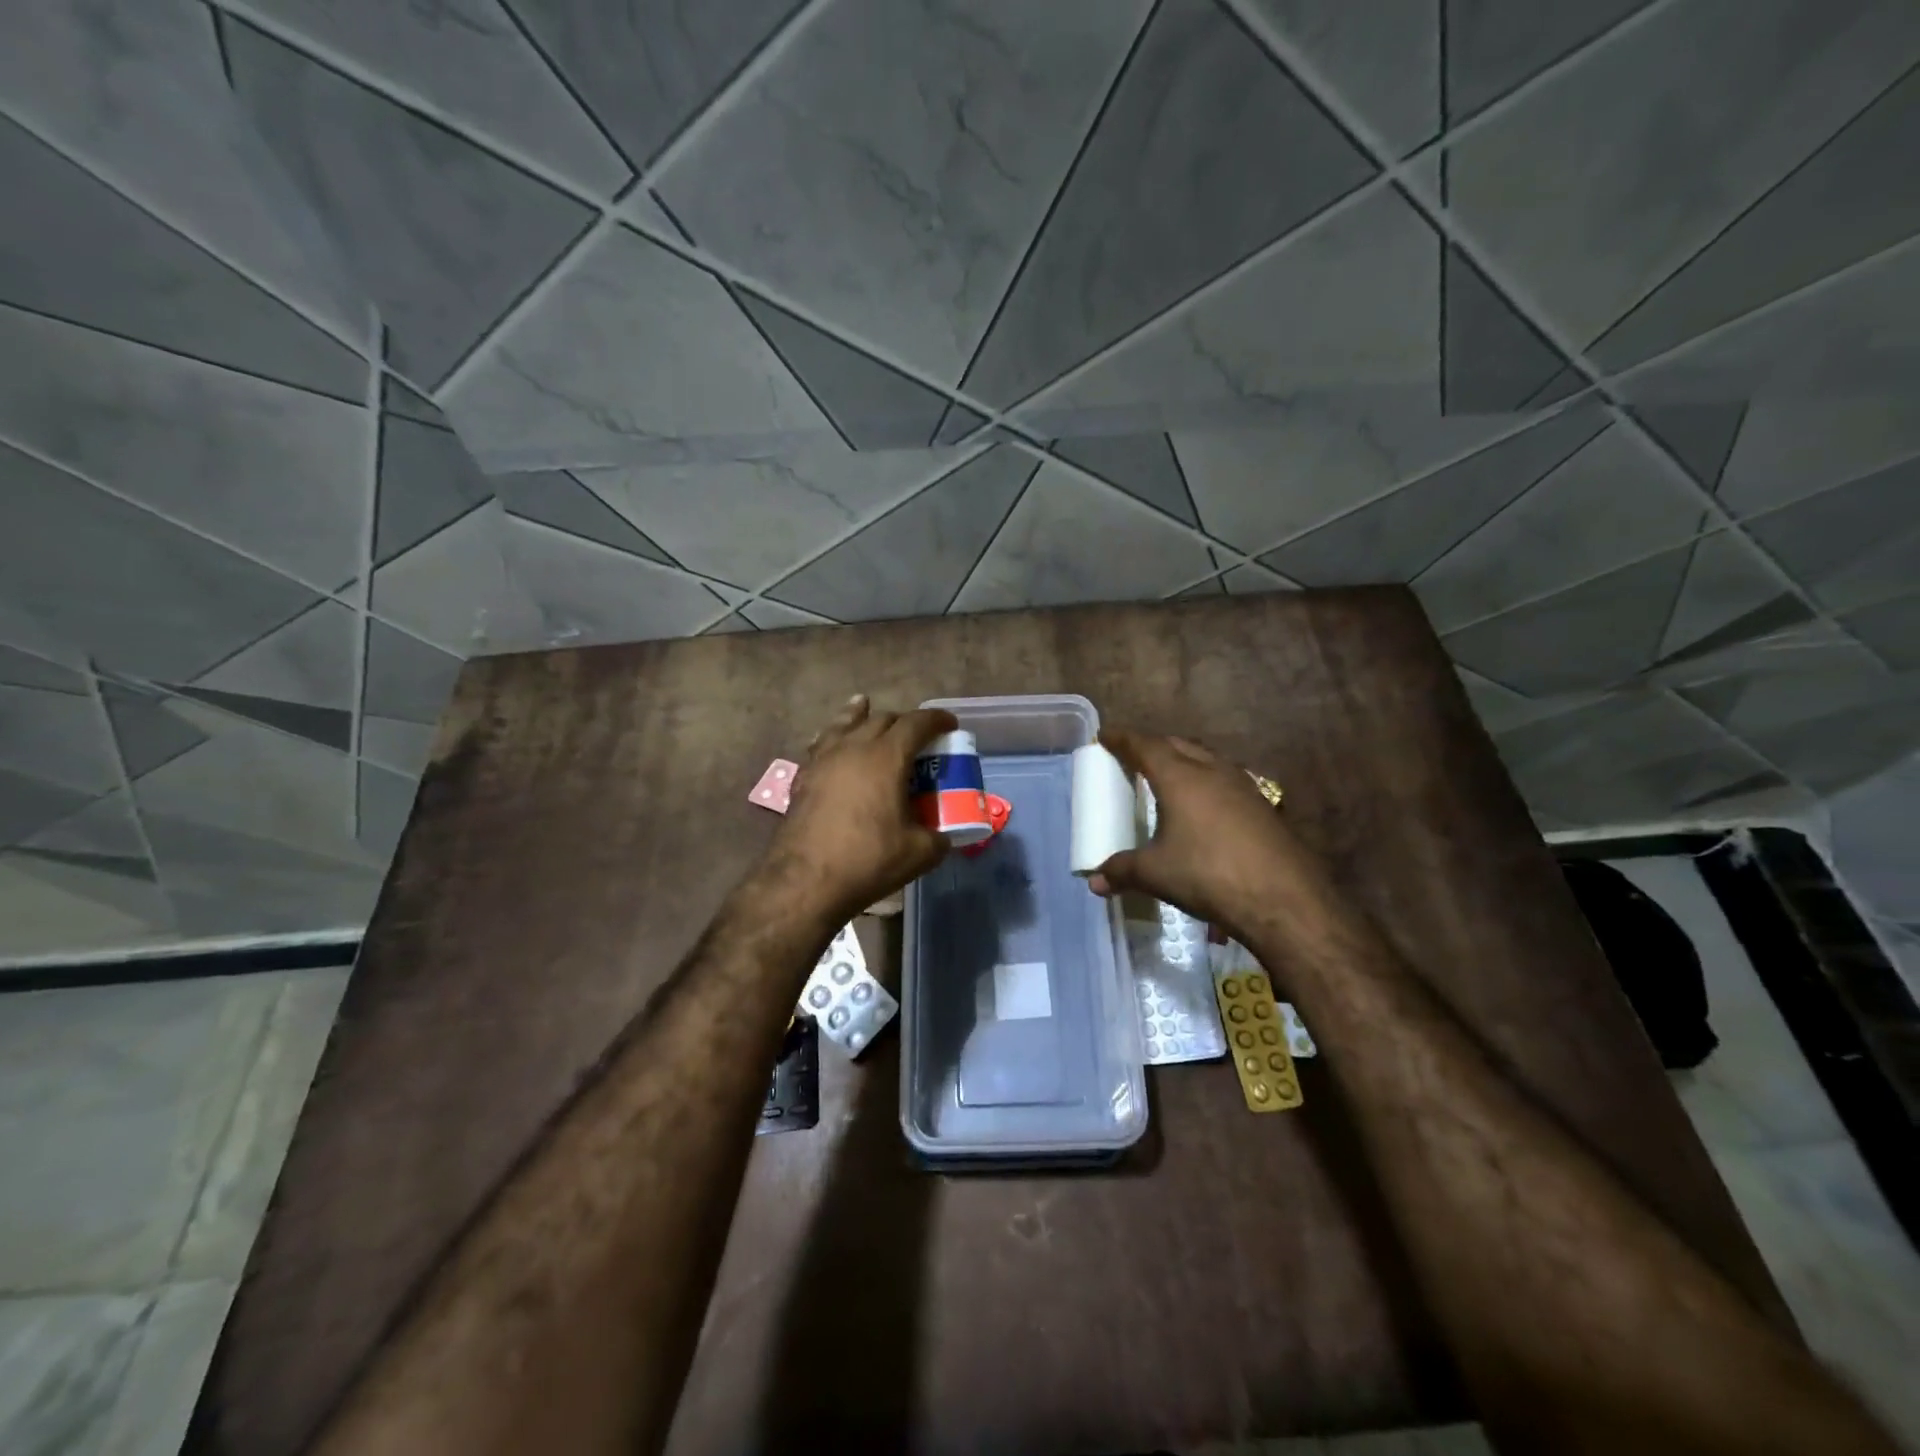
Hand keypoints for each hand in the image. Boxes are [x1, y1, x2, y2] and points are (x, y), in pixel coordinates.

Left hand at [762, 696, 957, 922]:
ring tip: (865, 708)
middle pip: (881, 719)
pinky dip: (835, 738)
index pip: (916, 723)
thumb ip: (938, 837)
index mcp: (886, 757)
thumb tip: (944, 836)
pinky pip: (822, 744)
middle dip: (903, 721)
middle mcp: (853, 747)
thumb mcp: (919, 853)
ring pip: (844, 723)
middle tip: (917, 736)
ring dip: (861, 716)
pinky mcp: (802, 777)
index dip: (936, 720)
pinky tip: (834, 748)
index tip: (950, 723)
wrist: (804, 882)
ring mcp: (823, 760)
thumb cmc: (867, 861)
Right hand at [1089, 728, 1303, 938]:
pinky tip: (1205, 805)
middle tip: (1135, 756)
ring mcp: (1243, 786)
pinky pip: (1226, 780)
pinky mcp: (1264, 806)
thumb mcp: (1157, 873)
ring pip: (1207, 759)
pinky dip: (1207, 781)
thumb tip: (1095, 881)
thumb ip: (1122, 871)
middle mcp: (1212, 771)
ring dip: (1185, 760)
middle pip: (1178, 744)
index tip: (1105, 736)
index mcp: (1181, 777)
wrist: (1283, 898)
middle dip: (1154, 745)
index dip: (1123, 739)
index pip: (1145, 745)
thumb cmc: (1209, 874)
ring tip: (1170, 775)